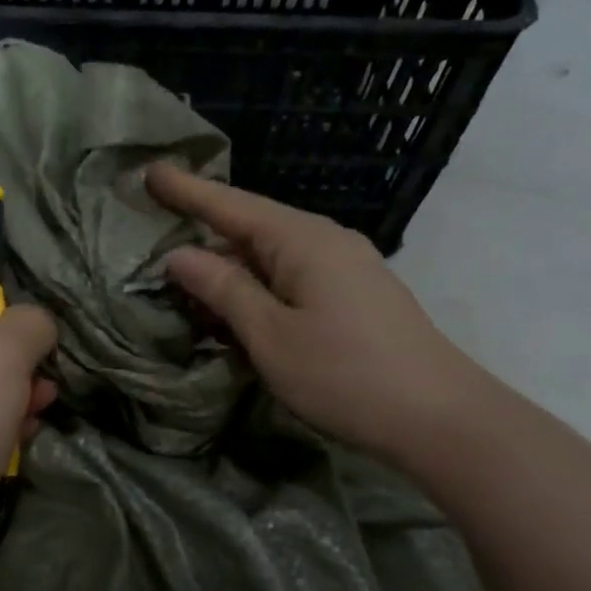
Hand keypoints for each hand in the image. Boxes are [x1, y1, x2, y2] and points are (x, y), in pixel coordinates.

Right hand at [145, 163, 474, 461]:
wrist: (440, 418)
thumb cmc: (345, 374)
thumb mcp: (271, 335)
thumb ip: (223, 290)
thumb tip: (179, 255)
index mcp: (302, 240)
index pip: (231, 205)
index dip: (188, 191)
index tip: (150, 171)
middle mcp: (326, 241)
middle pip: (253, 226)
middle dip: (205, 228)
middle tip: (157, 231)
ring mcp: (346, 267)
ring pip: (272, 254)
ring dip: (230, 263)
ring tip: (187, 274)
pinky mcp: (355, 295)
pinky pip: (292, 276)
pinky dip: (257, 283)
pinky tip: (239, 304)